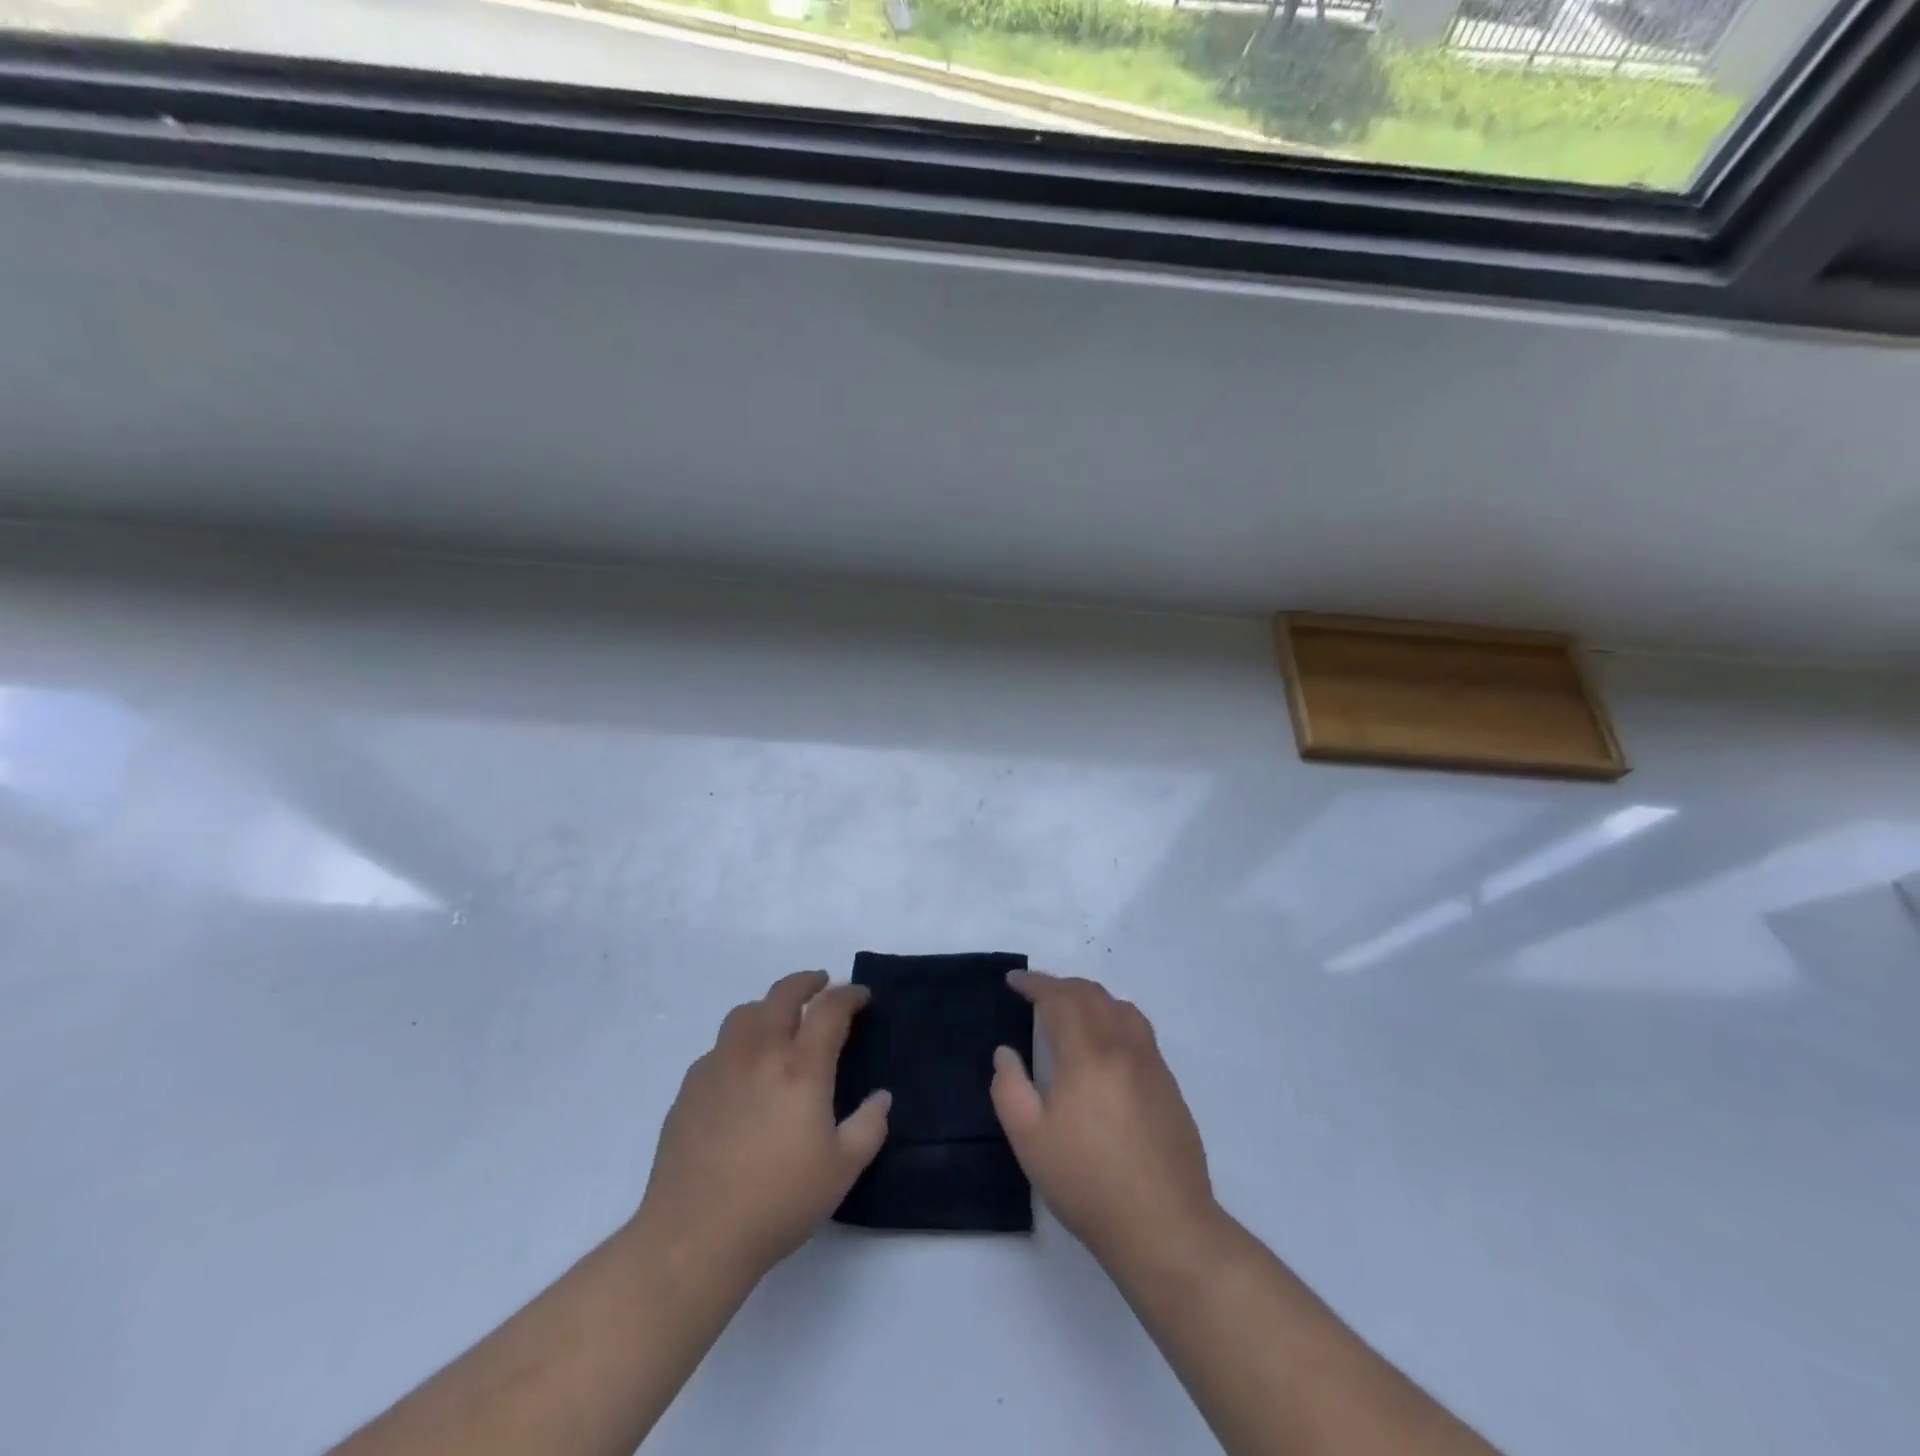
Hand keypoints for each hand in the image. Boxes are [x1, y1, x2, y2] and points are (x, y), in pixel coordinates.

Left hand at [636, 970, 890, 1278]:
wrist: (695, 1236)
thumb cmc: (778, 1202)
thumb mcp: (842, 1170)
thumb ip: (869, 1127)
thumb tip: (881, 1097)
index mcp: (801, 1067)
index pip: (829, 1009)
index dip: (849, 995)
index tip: (861, 996)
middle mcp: (759, 1053)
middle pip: (783, 994)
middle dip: (807, 982)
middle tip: (821, 984)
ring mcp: (719, 1066)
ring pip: (745, 1013)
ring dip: (769, 1006)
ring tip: (780, 1020)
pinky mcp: (690, 1088)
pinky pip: (719, 1047)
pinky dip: (739, 1042)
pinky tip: (743, 1069)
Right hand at [991, 972, 1218, 1270]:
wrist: (1164, 1225)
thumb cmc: (1088, 1182)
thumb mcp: (1029, 1140)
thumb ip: (1009, 1088)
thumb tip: (1006, 1052)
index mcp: (1087, 1053)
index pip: (1058, 998)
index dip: (1034, 984)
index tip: (1014, 981)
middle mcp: (1122, 1045)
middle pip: (1091, 994)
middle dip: (1060, 986)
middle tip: (1036, 993)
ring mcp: (1151, 1063)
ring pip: (1120, 1007)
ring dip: (1091, 997)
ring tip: (1071, 1010)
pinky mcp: (1168, 1084)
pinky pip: (1138, 1030)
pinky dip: (1114, 1018)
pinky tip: (1105, 1043)